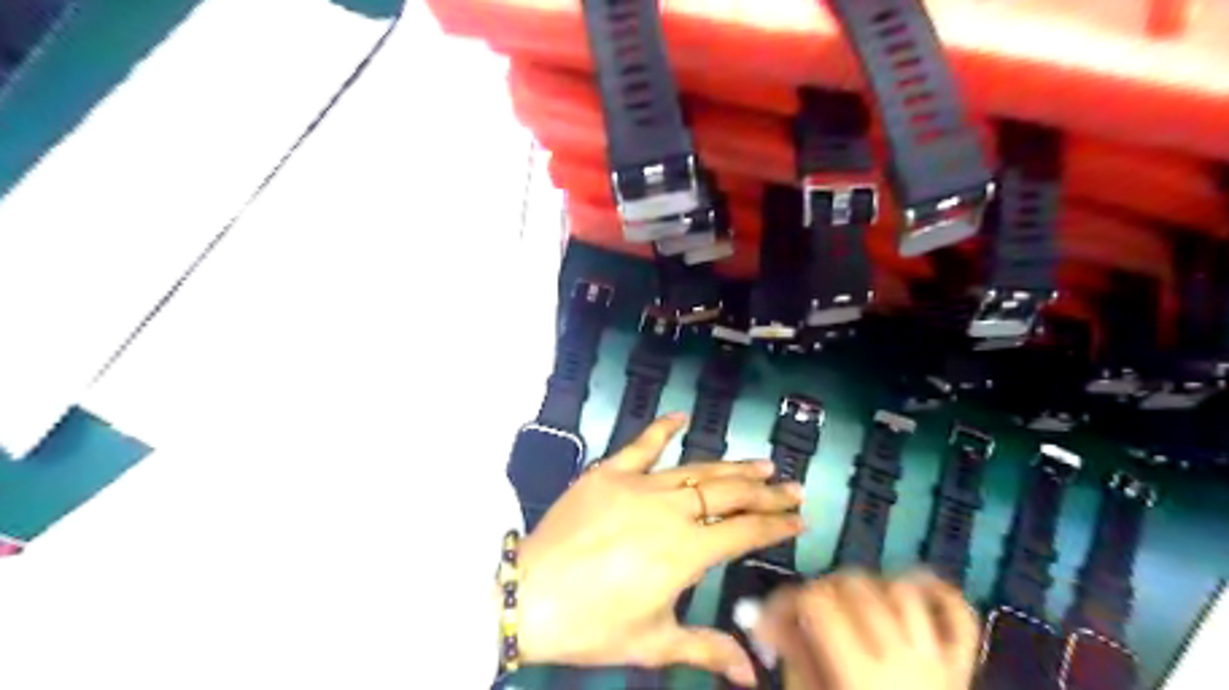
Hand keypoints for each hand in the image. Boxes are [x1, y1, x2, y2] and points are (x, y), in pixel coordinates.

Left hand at [511, 411, 809, 687]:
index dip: (776, 526)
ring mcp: (638, 485)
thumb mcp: (652, 642)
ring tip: (760, 464)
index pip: (744, 532)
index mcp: (685, 552)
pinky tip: (682, 417)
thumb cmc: (592, 625)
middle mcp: (669, 511)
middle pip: (729, 495)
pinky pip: (641, 445)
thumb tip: (750, 675)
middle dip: (765, 492)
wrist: (528, 595)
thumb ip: (706, 649)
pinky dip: (662, 429)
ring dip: (731, 467)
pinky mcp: (608, 472)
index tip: (799, 520)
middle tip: (791, 487)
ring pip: (696, 470)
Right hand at [760, 572, 980, 689]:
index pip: (818, 603)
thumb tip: (770, 618)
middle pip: (857, 586)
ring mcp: (938, 661)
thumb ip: (794, 661)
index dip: (789, 598)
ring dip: (872, 585)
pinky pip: (961, 615)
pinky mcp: (962, 668)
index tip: (773, 617)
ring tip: (852, 602)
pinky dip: (939, 592)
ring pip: (903, 591)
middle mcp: (901, 659)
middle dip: (825, 587)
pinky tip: (912, 587)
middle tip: (808, 609)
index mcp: (859, 675)